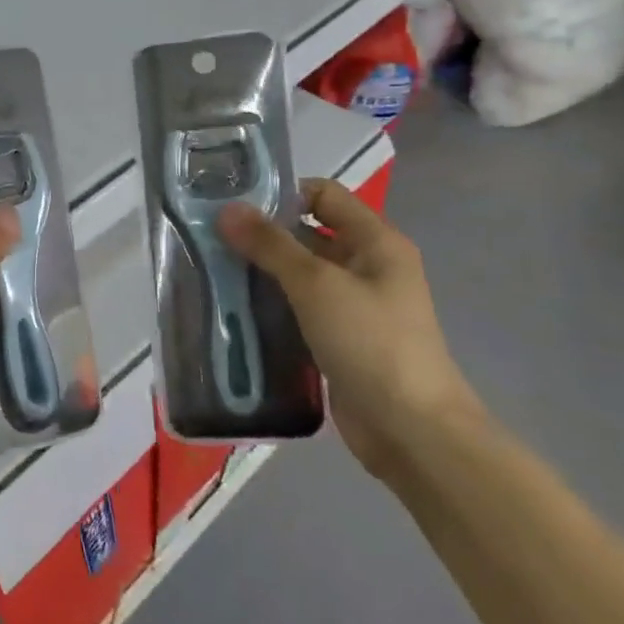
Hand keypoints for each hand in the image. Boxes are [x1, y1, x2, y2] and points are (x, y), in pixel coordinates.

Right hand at [219, 178, 480, 479]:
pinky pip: (299, 309)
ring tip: (213, 270)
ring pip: (300, 274)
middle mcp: (367, 266)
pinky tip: (234, 308)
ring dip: (262, 272)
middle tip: (212, 237)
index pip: (324, 194)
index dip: (282, 192)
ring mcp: (354, 305)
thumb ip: (271, 244)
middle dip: (263, 234)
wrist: (411, 431)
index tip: (235, 204)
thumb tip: (227, 209)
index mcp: (376, 242)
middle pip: (309, 233)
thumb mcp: (317, 285)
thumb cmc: (371, 342)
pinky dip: (271, 305)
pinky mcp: (339, 339)